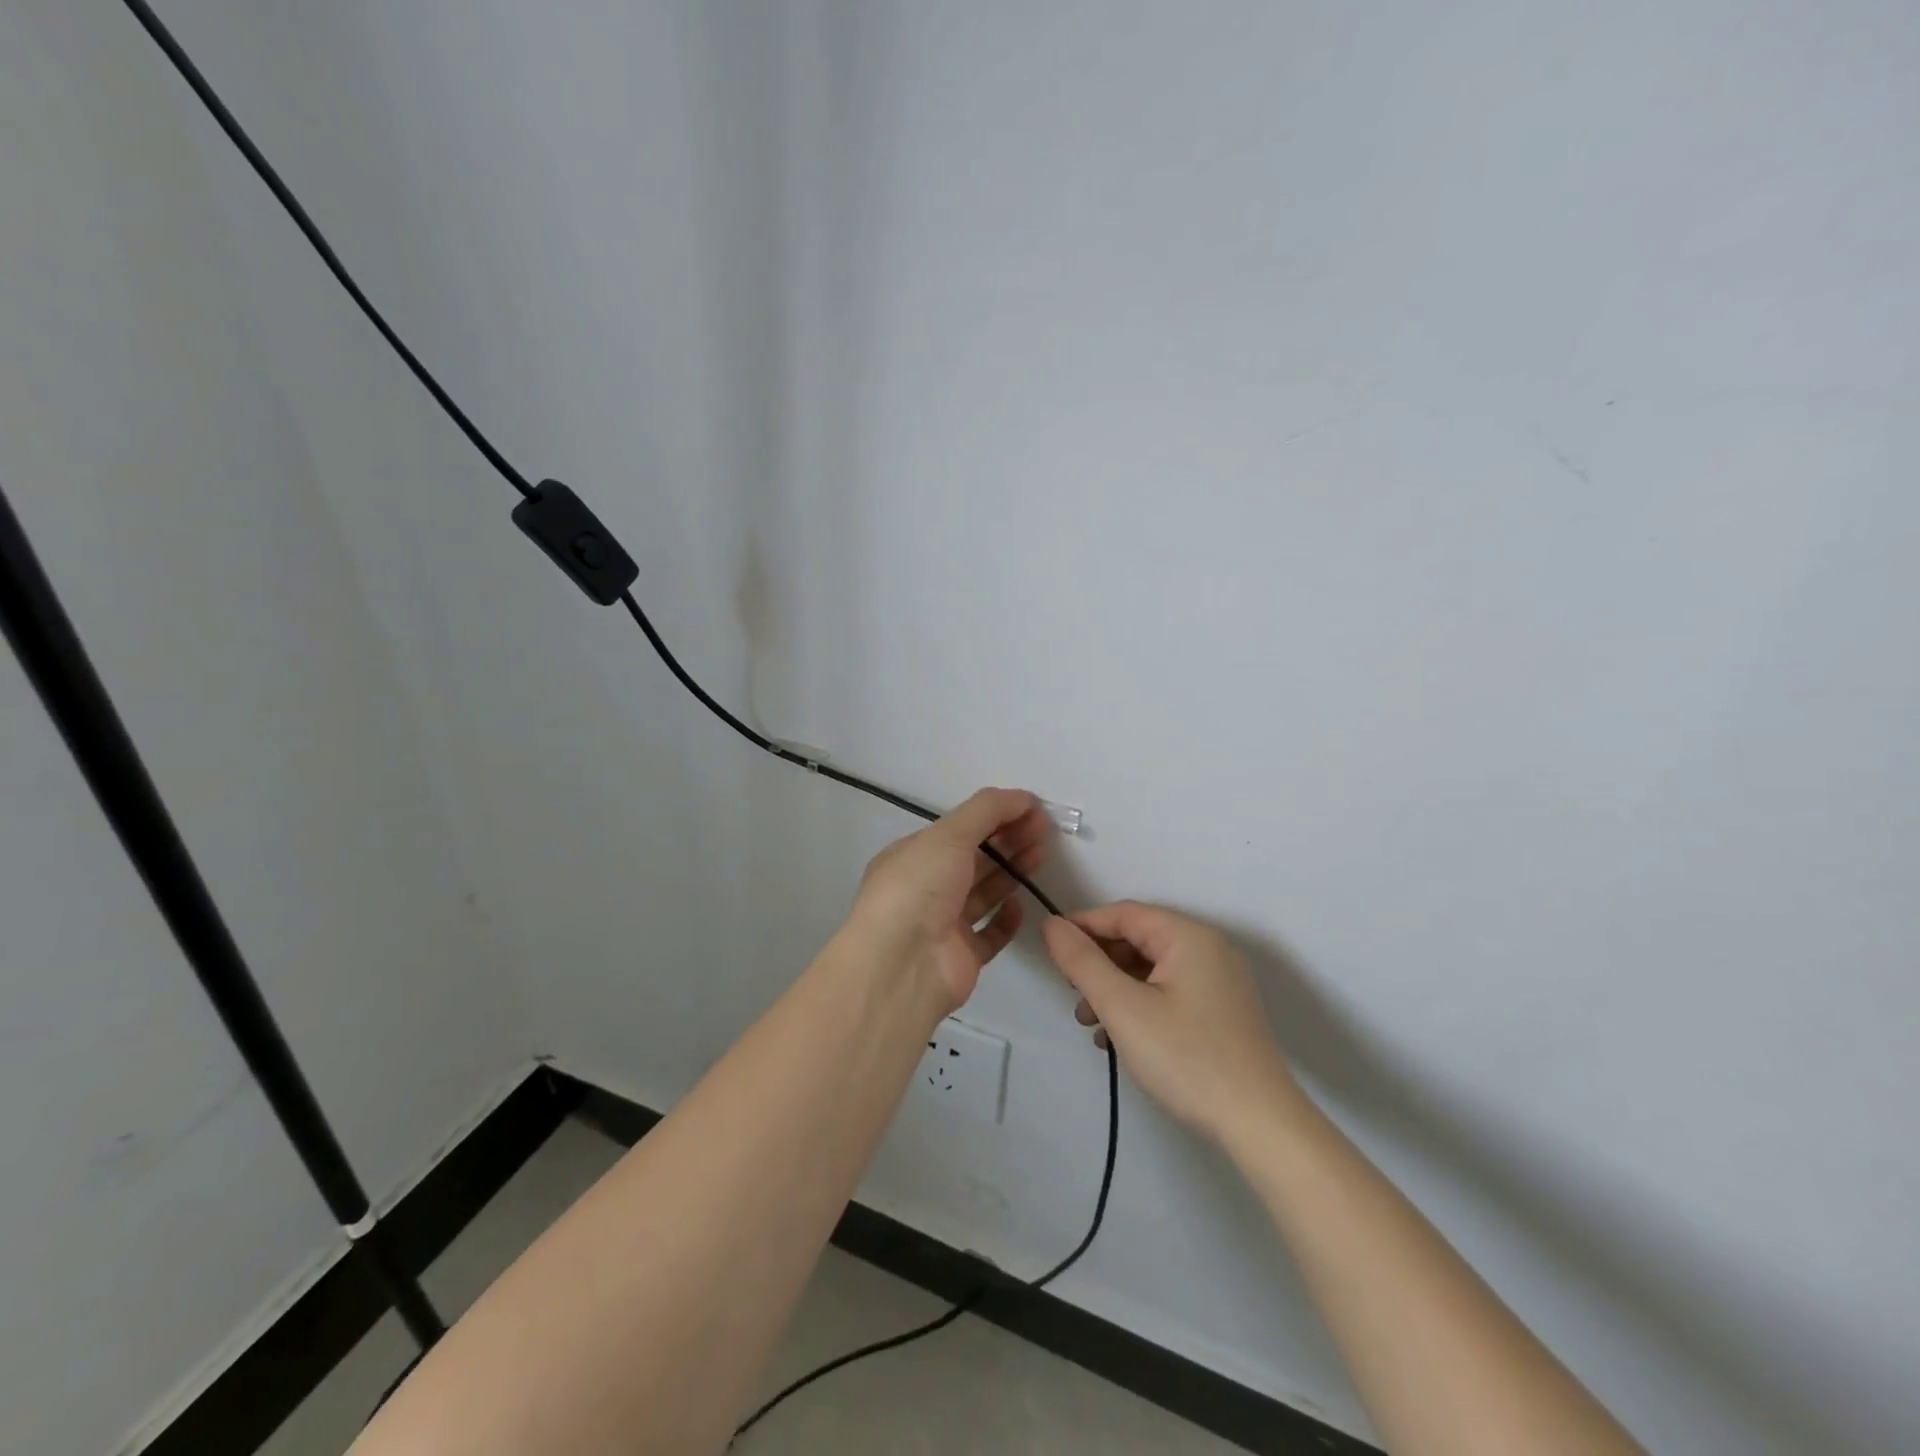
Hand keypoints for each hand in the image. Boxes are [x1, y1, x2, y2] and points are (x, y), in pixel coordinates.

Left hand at [848, 788, 1051, 1012]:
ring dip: (1011, 872)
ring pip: (983, 893)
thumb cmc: (919, 888)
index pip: (959, 829)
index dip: (995, 816)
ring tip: (1040, 856)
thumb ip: (987, 810)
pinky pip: (989, 933)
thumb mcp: (948, 835)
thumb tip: (1024, 797)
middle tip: (1044, 830)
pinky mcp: (962, 957)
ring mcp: (943, 924)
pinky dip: (1006, 919)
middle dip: (1008, 840)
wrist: (902, 965)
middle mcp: (926, 888)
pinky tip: (1021, 905)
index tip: (1032, 810)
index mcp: (913, 856)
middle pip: (974, 858)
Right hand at [1042, 902, 1302, 1145]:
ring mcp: (1220, 981)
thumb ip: (1082, 962)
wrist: (1261, 1126)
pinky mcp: (1223, 1011)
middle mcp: (1209, 948)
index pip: (1123, 914)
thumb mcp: (1122, 1007)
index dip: (1082, 927)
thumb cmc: (1186, 1058)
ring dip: (1116, 988)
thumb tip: (1052, 925)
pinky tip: (1123, 1038)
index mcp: (1188, 936)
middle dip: (1099, 964)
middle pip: (1138, 939)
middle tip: (1073, 996)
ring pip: (1152, 969)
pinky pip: (1170, 991)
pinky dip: (1141, 1004)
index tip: (1051, 952)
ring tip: (1092, 1024)